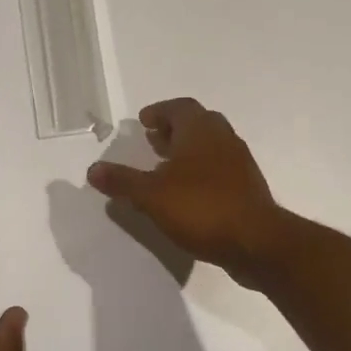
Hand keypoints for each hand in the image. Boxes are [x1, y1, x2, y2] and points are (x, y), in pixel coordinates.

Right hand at [86, 99, 284, 285]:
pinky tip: (187, 195)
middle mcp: (224, 138)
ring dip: (188, 152)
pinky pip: (219, 169)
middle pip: (197, 124)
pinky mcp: (247, 187)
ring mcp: (240, 163)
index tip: (143, 122)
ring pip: (210, 147)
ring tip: (164, 170)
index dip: (159, 112)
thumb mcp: (152, 196)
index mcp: (201, 130)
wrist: (256, 242)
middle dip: (173, 130)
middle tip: (152, 142)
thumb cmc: (201, 208)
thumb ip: (122, 181)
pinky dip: (200, 172)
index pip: (179, 108)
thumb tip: (93, 170)